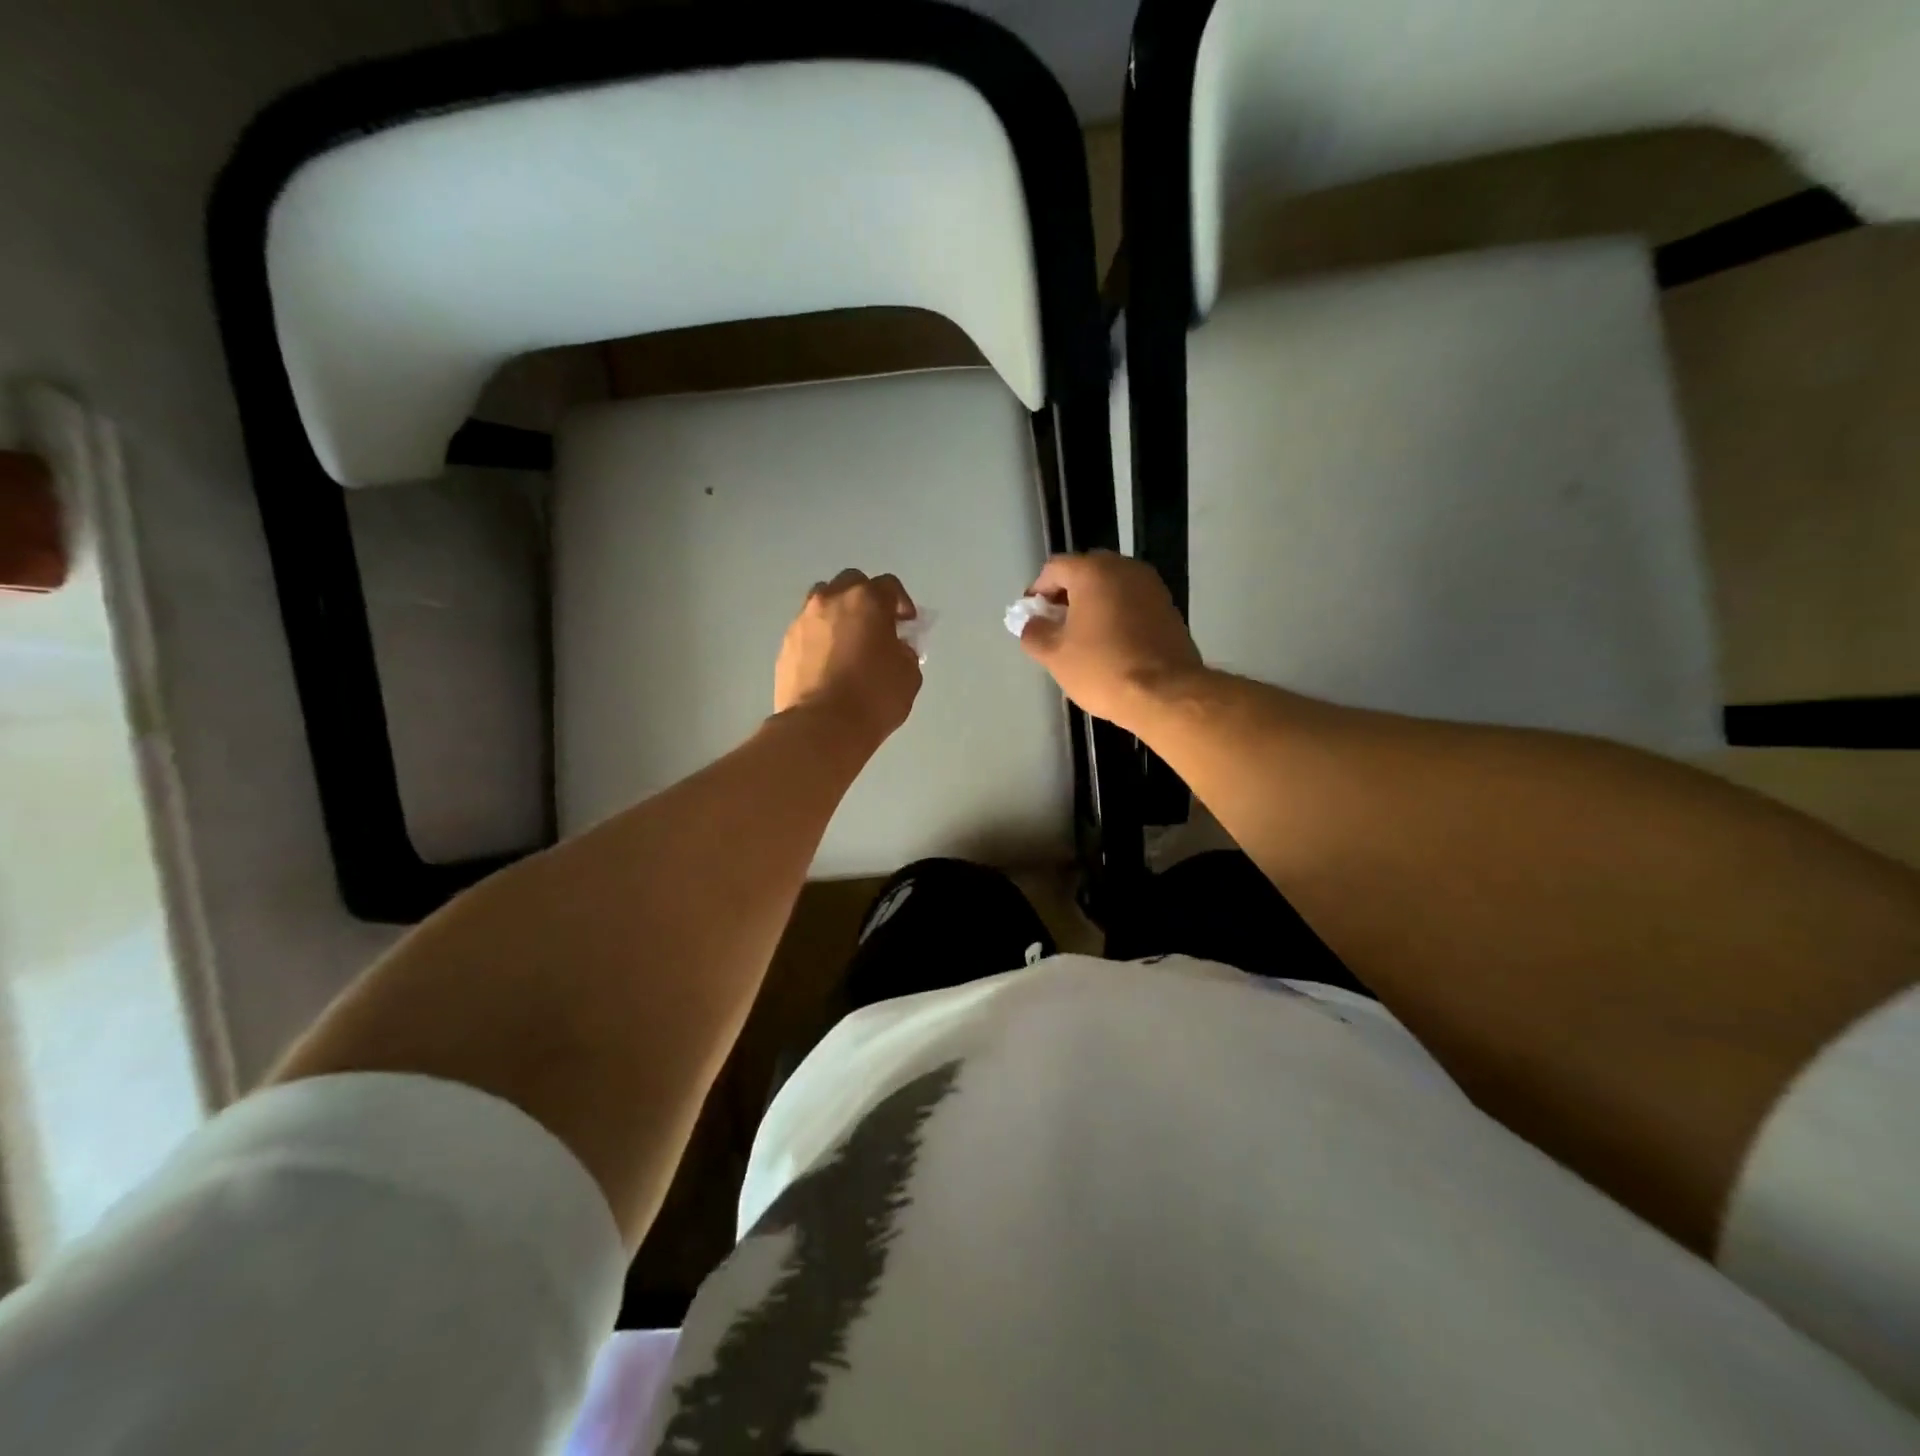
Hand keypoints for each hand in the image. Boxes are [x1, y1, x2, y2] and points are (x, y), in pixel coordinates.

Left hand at [774, 569, 922, 745]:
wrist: (821, 727)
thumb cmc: (873, 698)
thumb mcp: (908, 675)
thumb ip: (905, 652)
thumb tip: (897, 648)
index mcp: (867, 601)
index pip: (889, 585)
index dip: (901, 603)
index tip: (906, 625)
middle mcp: (831, 600)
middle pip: (851, 584)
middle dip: (866, 600)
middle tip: (876, 627)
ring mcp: (803, 621)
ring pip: (823, 602)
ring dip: (838, 614)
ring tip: (848, 642)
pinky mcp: (785, 644)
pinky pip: (807, 630)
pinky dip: (819, 637)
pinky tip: (827, 662)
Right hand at [1017, 551, 1202, 732]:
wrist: (1166, 694)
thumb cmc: (1103, 669)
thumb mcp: (1055, 656)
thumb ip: (1034, 633)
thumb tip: (1031, 623)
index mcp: (1093, 572)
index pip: (1055, 568)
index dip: (1038, 591)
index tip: (1032, 617)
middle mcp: (1125, 568)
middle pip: (1085, 573)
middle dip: (1067, 596)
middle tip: (1056, 626)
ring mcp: (1151, 586)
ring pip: (1111, 588)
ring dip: (1093, 606)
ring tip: (1082, 638)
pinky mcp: (1169, 608)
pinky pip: (1132, 603)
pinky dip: (1116, 615)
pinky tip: (1110, 644)